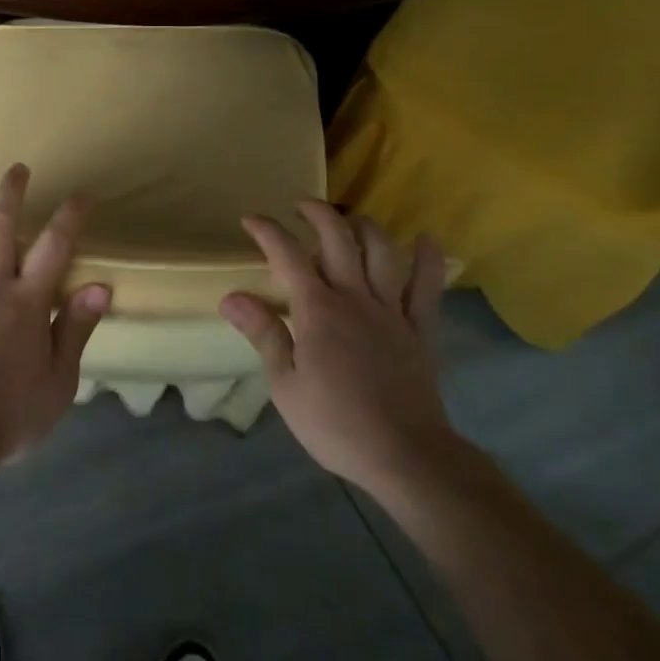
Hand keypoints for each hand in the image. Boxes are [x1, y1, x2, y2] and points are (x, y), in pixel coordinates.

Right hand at [220, 201, 455, 495]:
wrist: (405, 454)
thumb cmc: (335, 423)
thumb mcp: (286, 385)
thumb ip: (264, 334)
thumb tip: (231, 297)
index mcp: (318, 310)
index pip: (288, 256)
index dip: (267, 231)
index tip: (250, 219)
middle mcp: (355, 298)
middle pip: (338, 238)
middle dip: (317, 213)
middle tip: (300, 206)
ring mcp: (392, 311)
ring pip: (382, 252)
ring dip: (364, 226)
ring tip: (350, 219)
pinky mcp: (421, 329)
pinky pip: (428, 287)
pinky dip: (428, 259)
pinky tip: (425, 240)